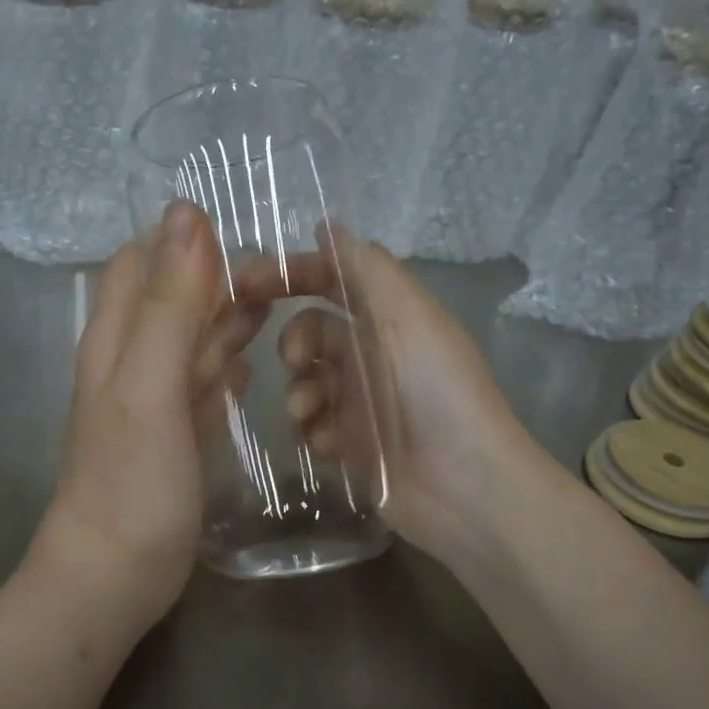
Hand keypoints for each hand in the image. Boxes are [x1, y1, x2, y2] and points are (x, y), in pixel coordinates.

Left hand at [28, 201, 256, 635]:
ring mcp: (154, 402)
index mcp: (116, 338)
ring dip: (227, 325)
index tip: (243, 240)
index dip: (186, 241)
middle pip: (172, 299)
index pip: (143, 260)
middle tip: (278, 282)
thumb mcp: (149, 385)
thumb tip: (187, 214)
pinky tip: (250, 372)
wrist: (116, 575)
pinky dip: (224, 372)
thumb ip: (169, 304)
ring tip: (278, 314)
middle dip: (217, 282)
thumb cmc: (132, 481)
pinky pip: (201, 388)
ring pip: (191, 343)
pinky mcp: (175, 437)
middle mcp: (132, 361)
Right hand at [238, 231, 542, 570]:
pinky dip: (314, 431)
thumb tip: (327, 223)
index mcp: (387, 318)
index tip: (244, 285)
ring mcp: (360, 402)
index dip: (289, 275)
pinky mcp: (353, 445)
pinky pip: (312, 427)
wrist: (464, 485)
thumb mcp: (408, 317)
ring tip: (313, 414)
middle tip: (297, 363)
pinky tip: (332, 446)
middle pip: (309, 332)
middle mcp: (371, 354)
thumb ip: (366, 269)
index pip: (330, 280)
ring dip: (300, 393)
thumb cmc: (438, 391)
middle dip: (294, 342)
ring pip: (304, 383)